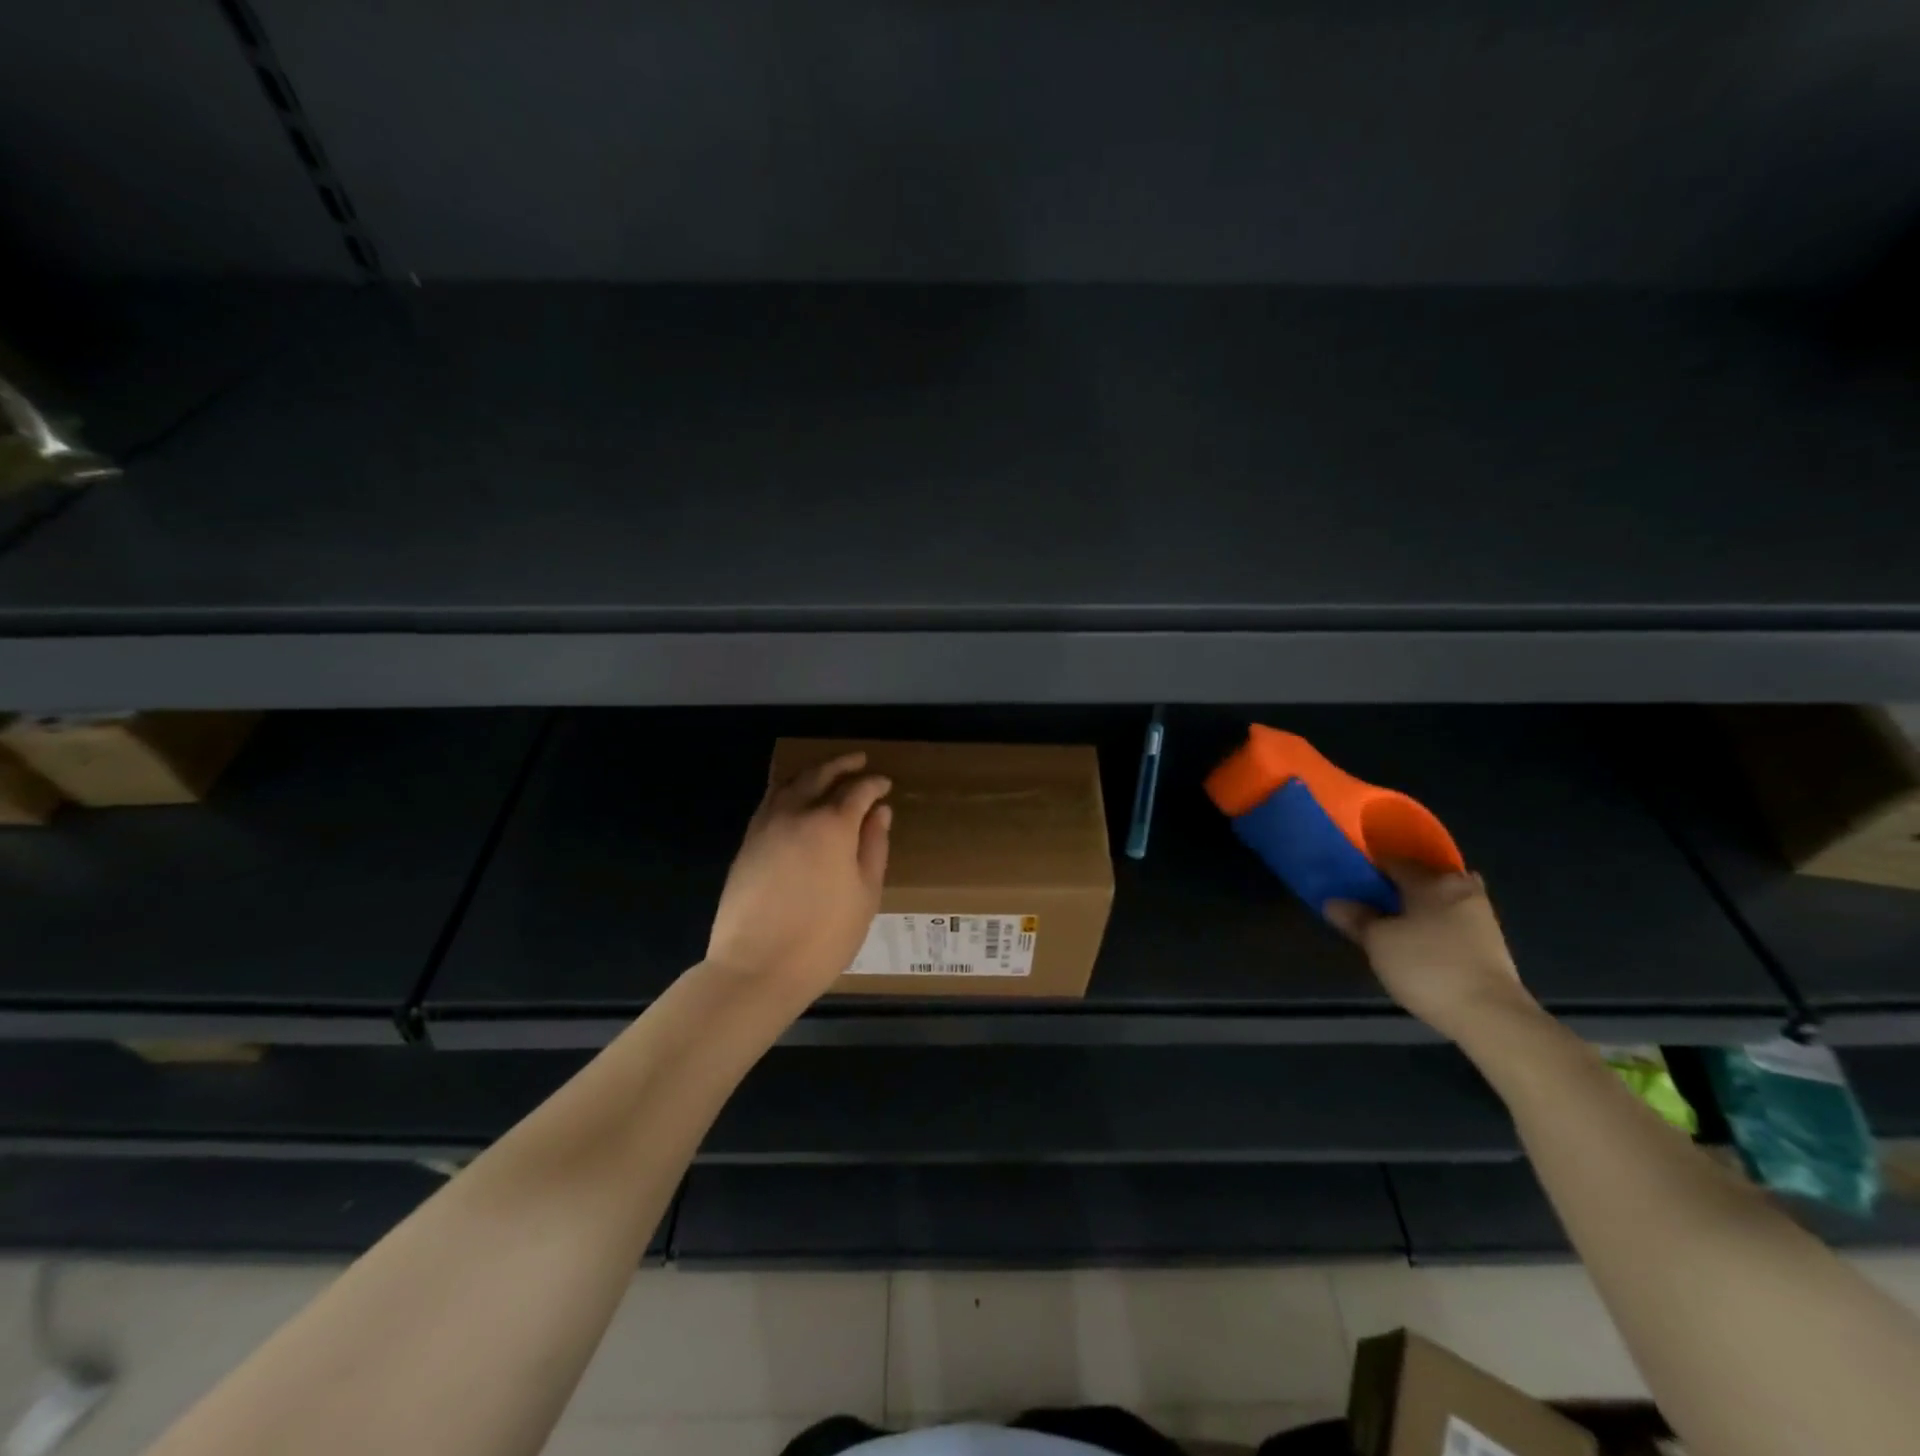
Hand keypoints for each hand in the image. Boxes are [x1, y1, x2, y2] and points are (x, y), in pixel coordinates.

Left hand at [707, 752, 892, 1002]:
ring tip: (826, 772)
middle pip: (819, 775)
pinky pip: (770, 802)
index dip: (874, 784)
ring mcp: (766, 826)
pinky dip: (787, 791)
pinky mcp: (747, 843)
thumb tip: (880, 813)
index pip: (858, 791)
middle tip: (858, 761)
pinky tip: (795, 800)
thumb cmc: (823, 937)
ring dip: (811, 772)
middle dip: (841, 764)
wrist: (756, 967)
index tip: (885, 784)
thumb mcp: (865, 895)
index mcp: (832, 825)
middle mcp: (796, 814)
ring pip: (789, 783)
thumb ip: (874, 847)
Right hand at [1326, 861, 1537, 1041]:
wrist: (1491, 1015)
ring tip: (1391, 925)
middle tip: (1368, 904)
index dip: (1366, 868)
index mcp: (1432, 880)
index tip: (1347, 882)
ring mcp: (1481, 914)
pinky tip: (1418, 941)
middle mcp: (1461, 887)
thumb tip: (1334, 903)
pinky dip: (1435, 924)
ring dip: (1417, 907)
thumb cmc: (1427, 966)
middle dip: (1395, 887)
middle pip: (1420, 877)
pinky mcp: (1491, 941)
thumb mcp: (1378, 942)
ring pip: (1439, 899)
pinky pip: (1452, 920)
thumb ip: (1355, 918)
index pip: (1392, 860)